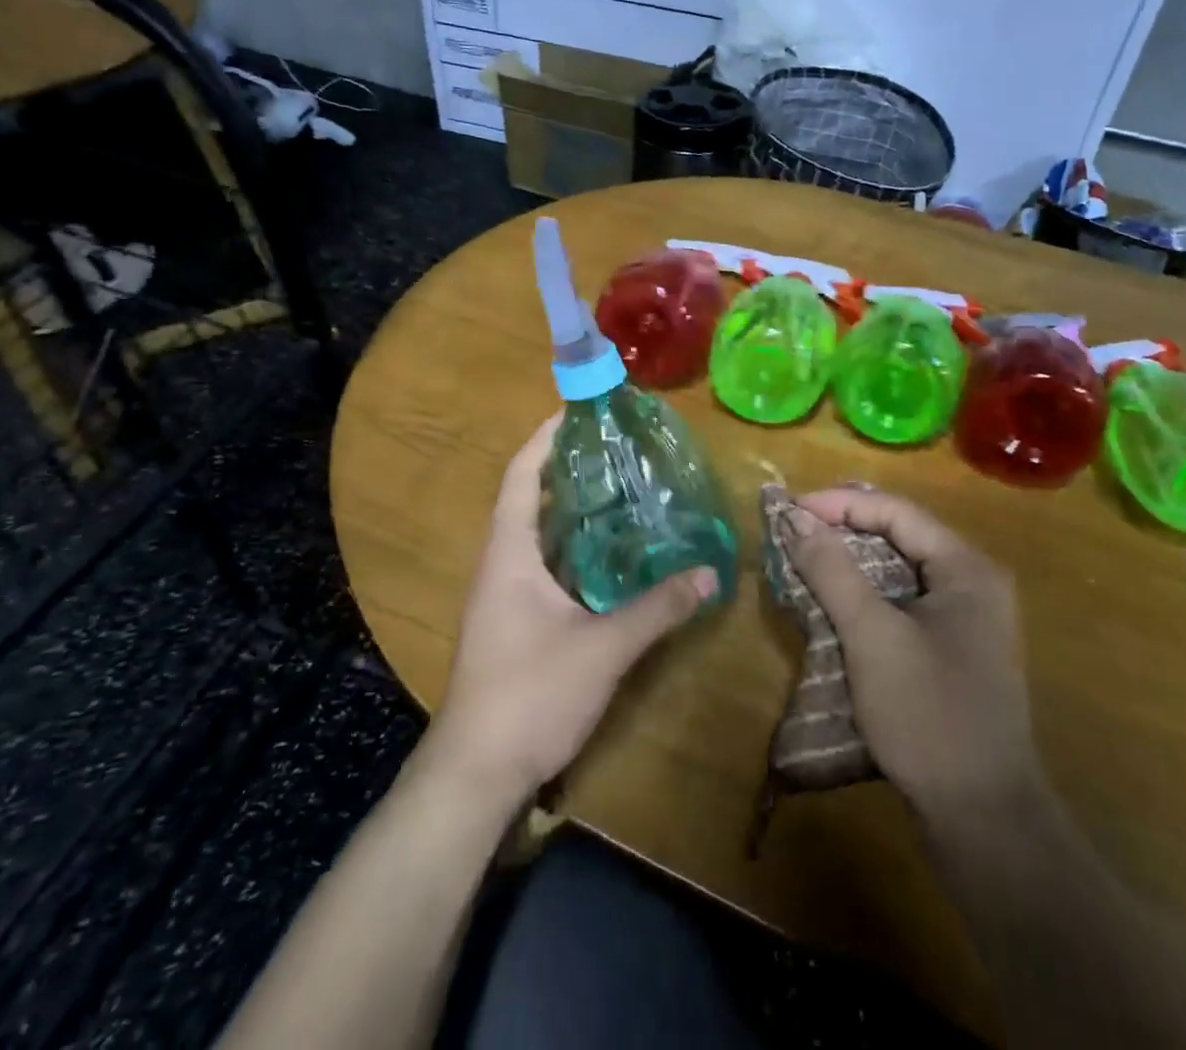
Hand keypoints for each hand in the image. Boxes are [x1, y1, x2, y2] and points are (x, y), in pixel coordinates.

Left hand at [424, 413, 719, 807]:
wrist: (476, 774)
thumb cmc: (530, 695)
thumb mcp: (602, 648)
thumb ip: (657, 608)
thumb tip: (709, 573)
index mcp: (509, 553)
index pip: (520, 475)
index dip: (544, 438)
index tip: (577, 410)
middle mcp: (500, 565)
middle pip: (528, 498)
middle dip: (566, 469)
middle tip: (617, 449)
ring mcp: (503, 596)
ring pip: (537, 536)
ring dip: (571, 510)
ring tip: (621, 489)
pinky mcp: (513, 622)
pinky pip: (544, 567)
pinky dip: (573, 549)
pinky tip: (610, 555)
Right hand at [787, 487, 1041, 824]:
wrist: (985, 818)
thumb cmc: (928, 715)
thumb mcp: (872, 636)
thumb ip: (832, 571)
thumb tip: (794, 519)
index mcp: (966, 568)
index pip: (895, 512)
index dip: (838, 504)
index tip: (789, 512)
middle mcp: (974, 582)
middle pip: (899, 535)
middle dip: (843, 528)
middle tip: (793, 532)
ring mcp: (968, 619)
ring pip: (899, 569)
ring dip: (851, 562)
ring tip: (805, 559)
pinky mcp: (954, 649)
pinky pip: (903, 601)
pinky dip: (866, 594)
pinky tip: (835, 603)